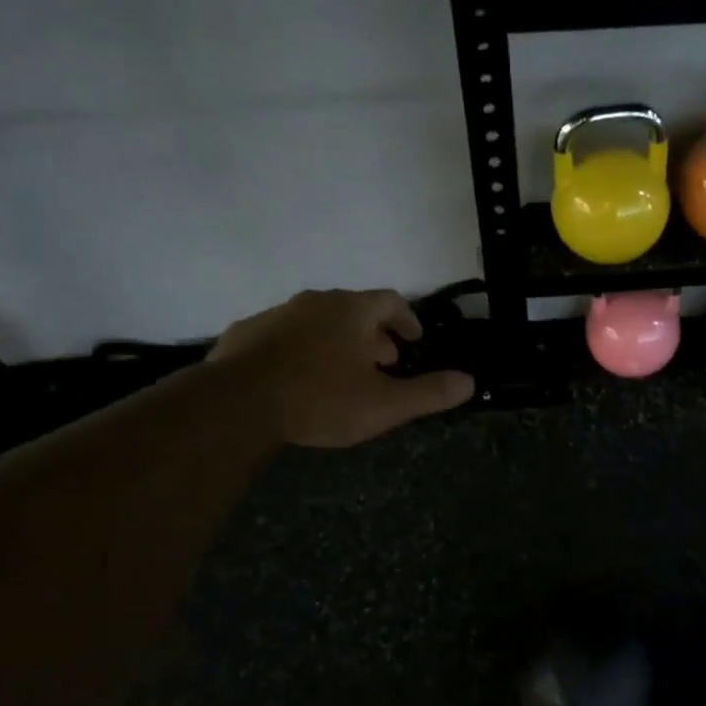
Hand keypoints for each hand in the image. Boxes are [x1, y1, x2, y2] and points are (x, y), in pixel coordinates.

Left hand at [208, 289, 473, 446]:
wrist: (236, 404)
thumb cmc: (321, 399)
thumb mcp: (385, 404)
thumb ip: (429, 393)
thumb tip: (469, 382)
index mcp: (352, 311)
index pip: (391, 301)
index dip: (408, 320)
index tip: (413, 341)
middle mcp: (315, 301)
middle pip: (354, 310)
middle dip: (373, 335)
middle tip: (382, 364)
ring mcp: (276, 314)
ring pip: (317, 321)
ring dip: (336, 342)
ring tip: (341, 374)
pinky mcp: (245, 334)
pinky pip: (283, 336)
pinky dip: (300, 350)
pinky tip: (297, 379)